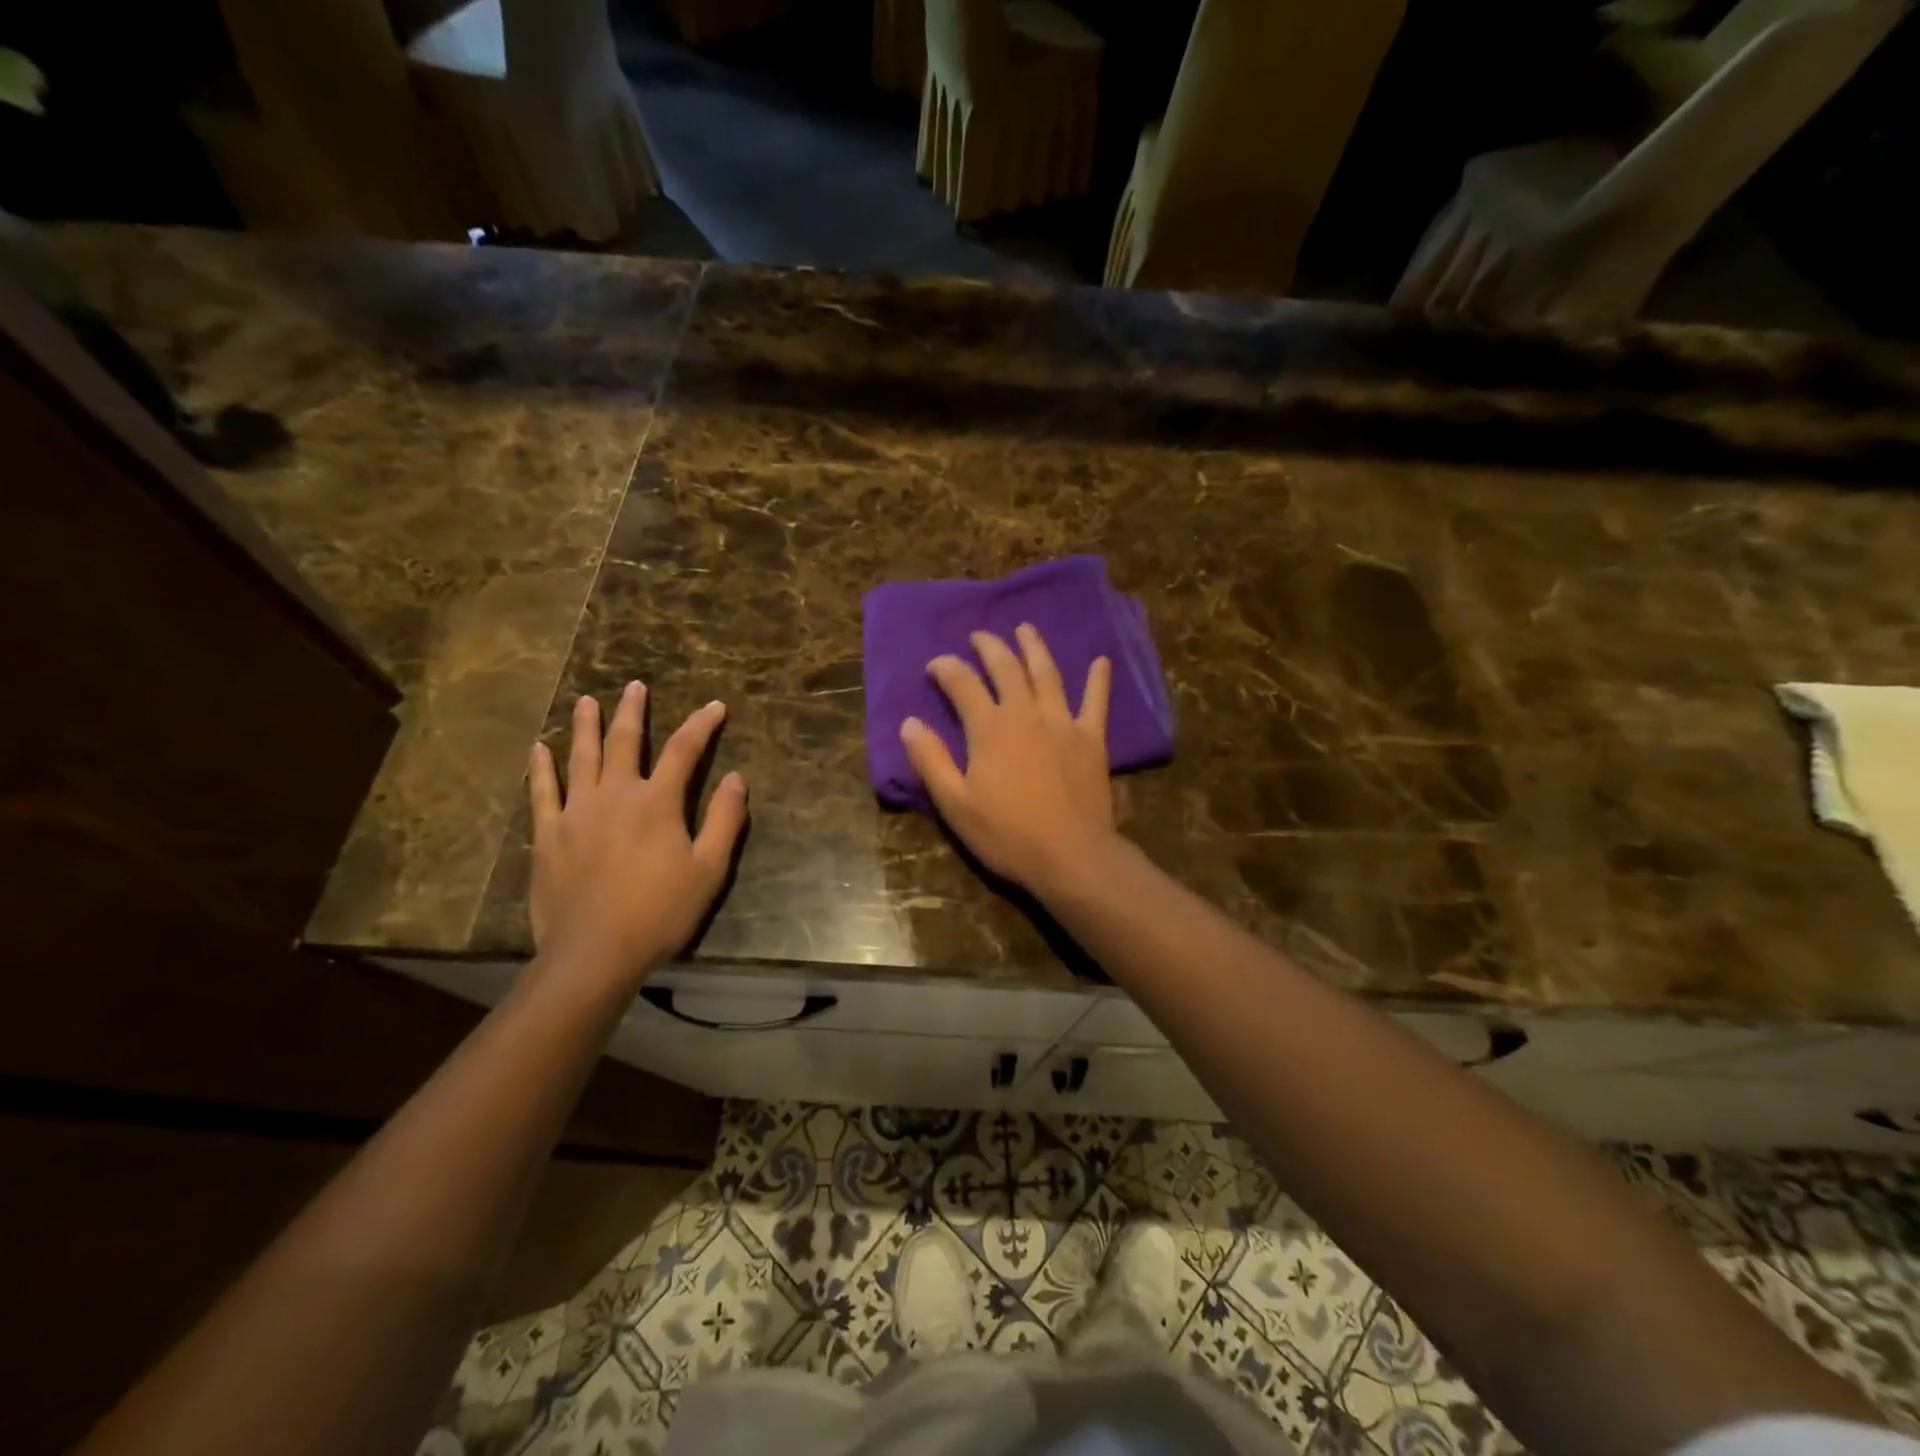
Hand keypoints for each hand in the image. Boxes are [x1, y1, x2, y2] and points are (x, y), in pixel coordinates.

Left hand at [528, 683, 746, 982]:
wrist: (594, 953)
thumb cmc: (660, 912)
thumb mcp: (709, 869)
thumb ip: (725, 820)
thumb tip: (736, 778)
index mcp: (657, 802)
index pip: (686, 750)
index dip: (702, 724)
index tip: (715, 706)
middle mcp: (615, 795)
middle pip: (626, 741)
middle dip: (633, 711)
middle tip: (636, 686)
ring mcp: (576, 812)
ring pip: (581, 758)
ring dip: (585, 726)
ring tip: (586, 701)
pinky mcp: (548, 835)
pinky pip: (542, 792)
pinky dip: (541, 768)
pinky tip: (538, 748)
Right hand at [901, 624, 1116, 896]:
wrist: (1070, 855)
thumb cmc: (1006, 834)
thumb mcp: (955, 803)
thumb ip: (930, 760)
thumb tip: (909, 722)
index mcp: (989, 727)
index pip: (963, 683)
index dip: (946, 669)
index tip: (935, 666)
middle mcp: (1025, 713)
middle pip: (1006, 668)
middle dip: (989, 647)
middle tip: (978, 636)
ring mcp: (1063, 722)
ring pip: (1047, 674)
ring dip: (1034, 648)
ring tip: (1025, 629)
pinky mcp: (1092, 738)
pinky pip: (1097, 702)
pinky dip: (1099, 679)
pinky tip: (1102, 661)